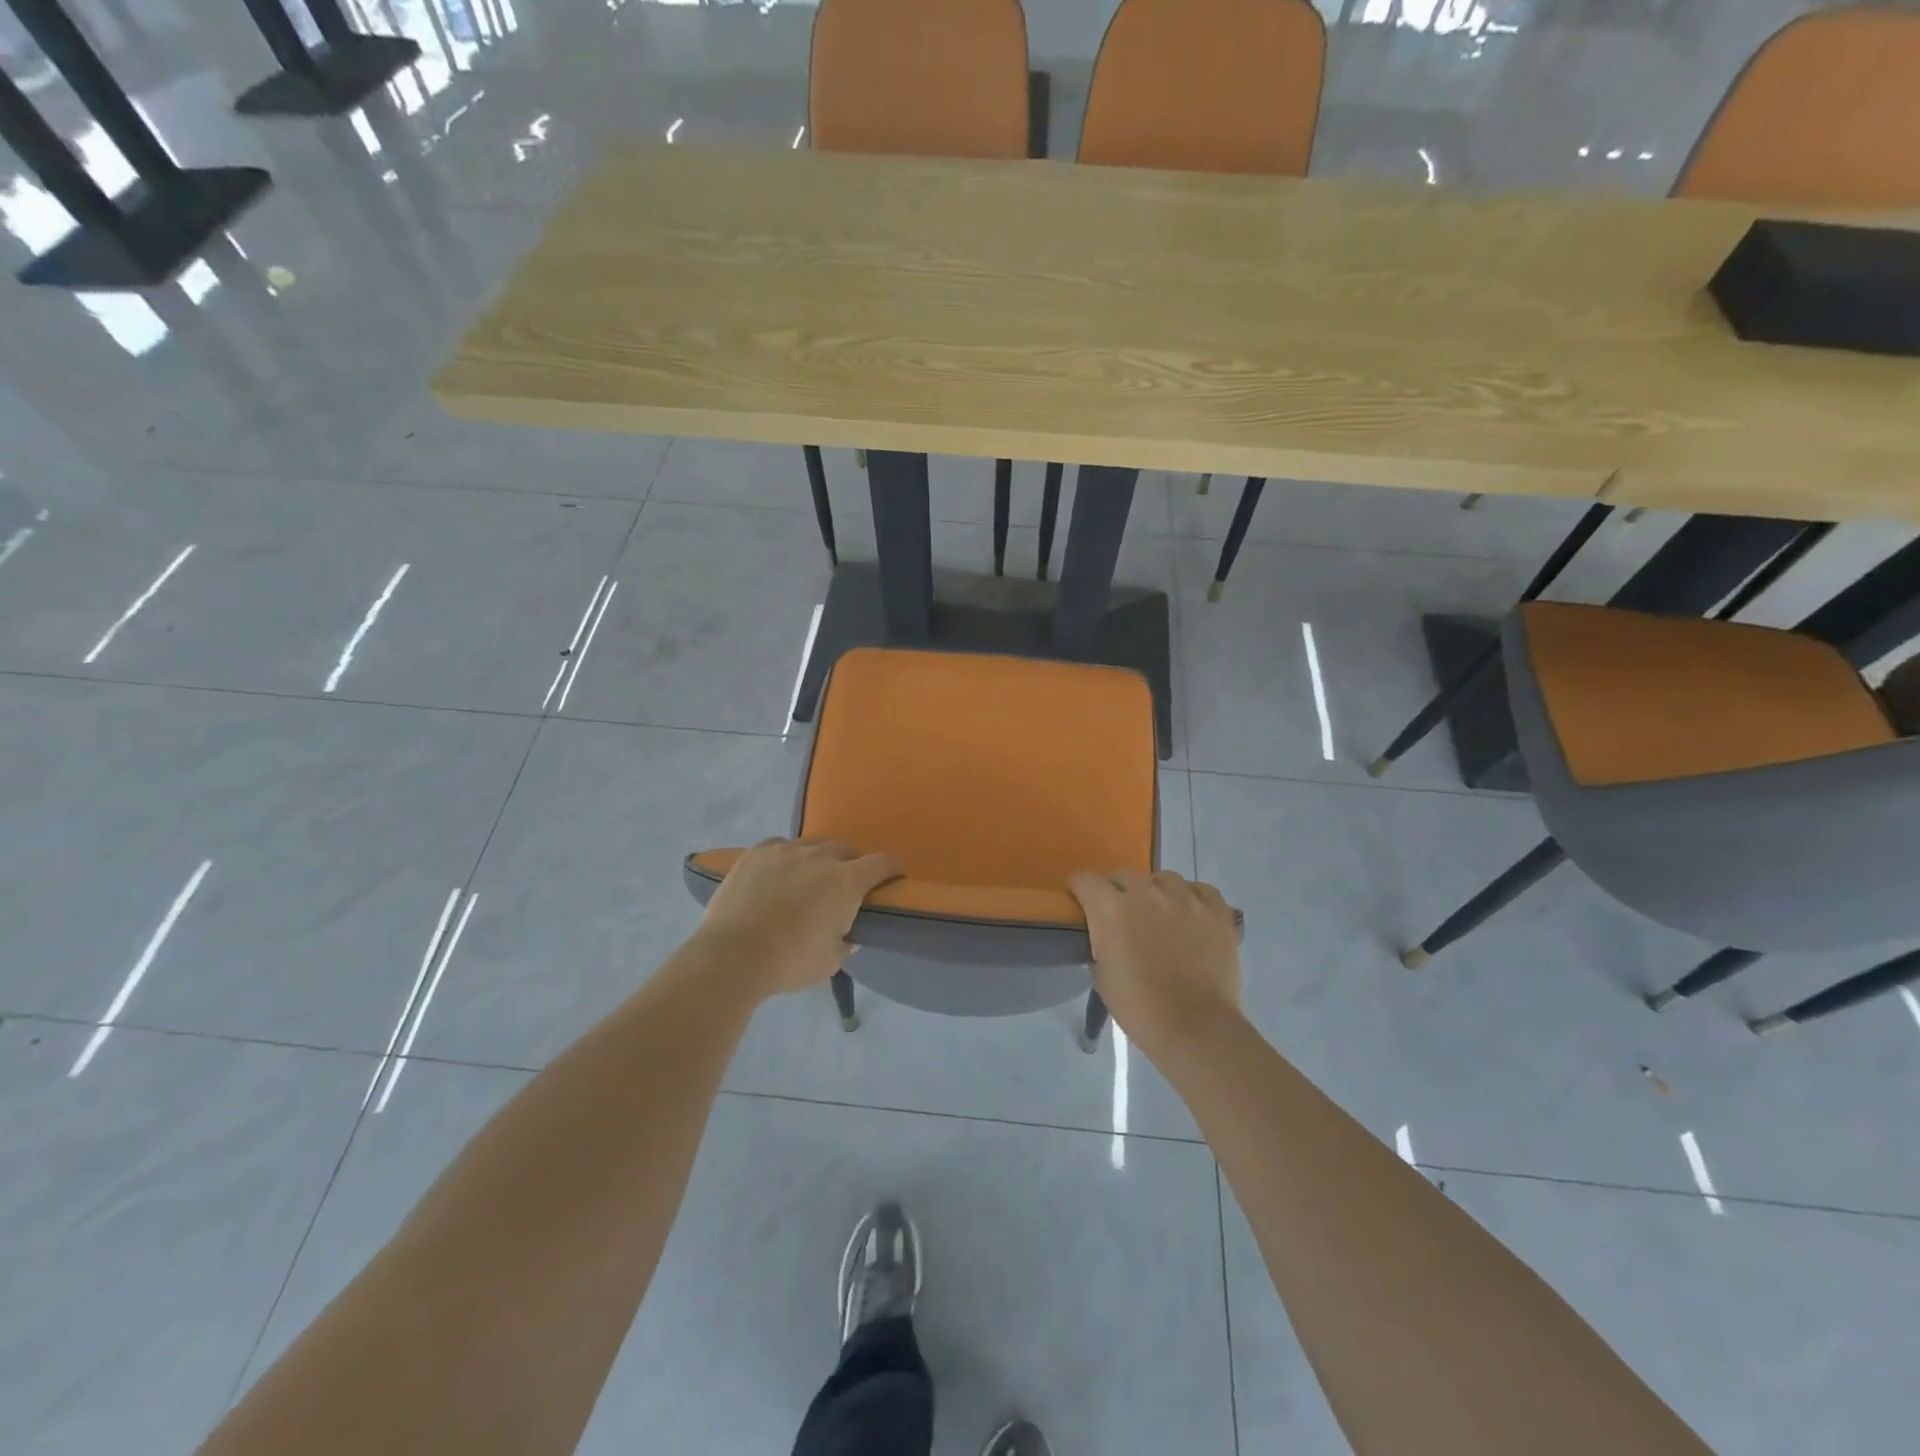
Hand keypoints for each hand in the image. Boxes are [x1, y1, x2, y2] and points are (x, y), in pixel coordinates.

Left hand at [695, 839, 901, 997]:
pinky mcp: (756, 853)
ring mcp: (785, 850)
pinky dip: (786, 856)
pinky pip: (780, 845)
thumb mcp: (829, 962)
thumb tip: (848, 934)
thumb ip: (845, 942)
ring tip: (809, 877)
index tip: (891, 879)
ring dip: (819, 858)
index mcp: (846, 882)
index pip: (882, 863)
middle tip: (845, 885)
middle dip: (852, 864)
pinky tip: (779, 871)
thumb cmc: (789, 963)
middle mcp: (820, 857)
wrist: (732, 956)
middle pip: (846, 849)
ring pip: (812, 844)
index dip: (891, 870)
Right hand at [1069, 869, 1242, 1064]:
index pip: (1084, 880)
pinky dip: (1193, 898)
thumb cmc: (1140, 1008)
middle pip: (1124, 875)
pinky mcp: (1216, 911)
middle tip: (1123, 916)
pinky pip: (1201, 890)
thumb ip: (1101, 943)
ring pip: (1164, 878)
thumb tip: (1107, 935)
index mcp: (1110, 909)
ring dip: (1156, 892)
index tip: (1083, 905)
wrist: (1196, 1028)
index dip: (1081, 891)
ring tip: (1161, 915)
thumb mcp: (1102, 976)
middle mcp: (1146, 893)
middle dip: (1118, 891)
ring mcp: (1185, 899)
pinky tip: (1192, 915)